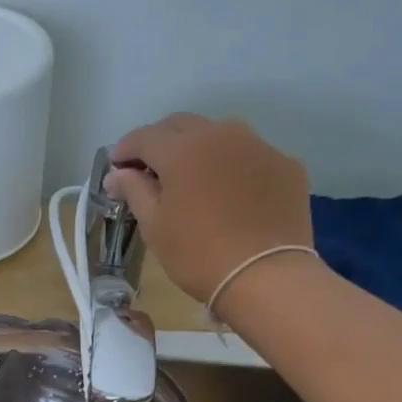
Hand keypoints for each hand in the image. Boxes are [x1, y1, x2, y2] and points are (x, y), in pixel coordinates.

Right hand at [106, 113, 313, 305]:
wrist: (265, 276)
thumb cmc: (197, 254)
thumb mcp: (155, 226)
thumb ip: (134, 191)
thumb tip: (116, 173)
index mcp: (182, 150)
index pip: (145, 136)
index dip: (126, 149)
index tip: (116, 167)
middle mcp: (221, 134)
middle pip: (181, 125)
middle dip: (160, 142)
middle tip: (149, 170)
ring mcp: (258, 146)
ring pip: (218, 135)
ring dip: (197, 149)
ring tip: (190, 178)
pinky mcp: (284, 164)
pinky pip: (249, 155)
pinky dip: (231, 166)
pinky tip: (228, 194)